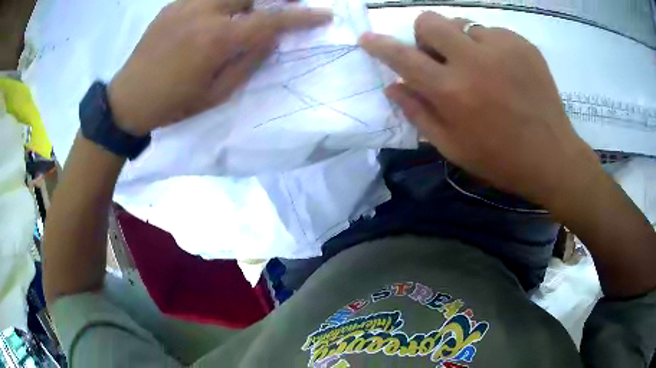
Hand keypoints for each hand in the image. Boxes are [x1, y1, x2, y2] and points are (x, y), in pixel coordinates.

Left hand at [108, 0, 331, 135]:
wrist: (127, 100)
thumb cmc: (172, 104)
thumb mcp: (216, 93)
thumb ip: (248, 61)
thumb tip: (271, 36)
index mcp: (217, 39)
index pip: (270, 21)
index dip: (301, 17)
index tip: (323, 14)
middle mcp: (204, 12)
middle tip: (288, 3)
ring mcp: (185, 4)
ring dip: (247, 0)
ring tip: (250, 13)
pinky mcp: (172, 5)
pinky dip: (222, 2)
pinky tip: (219, 15)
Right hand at [359, 12, 601, 208]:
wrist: (552, 156)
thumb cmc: (500, 159)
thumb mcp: (453, 148)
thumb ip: (418, 114)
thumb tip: (393, 87)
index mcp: (452, 92)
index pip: (403, 58)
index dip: (380, 46)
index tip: (367, 38)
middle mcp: (473, 61)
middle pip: (429, 21)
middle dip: (425, 35)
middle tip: (440, 56)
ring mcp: (501, 47)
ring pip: (462, 23)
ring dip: (460, 41)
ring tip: (480, 67)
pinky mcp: (522, 43)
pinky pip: (492, 32)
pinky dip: (488, 46)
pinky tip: (503, 69)